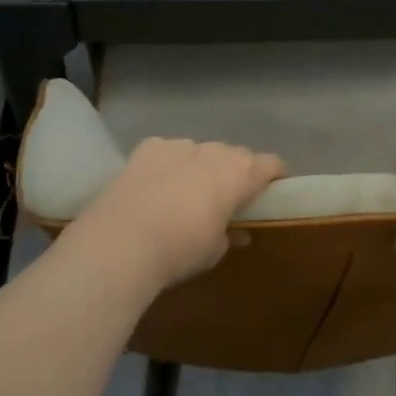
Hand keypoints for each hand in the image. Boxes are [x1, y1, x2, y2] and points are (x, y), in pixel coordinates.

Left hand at [69, 138, 285, 289]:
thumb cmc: (180, 250)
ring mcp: (180, 145)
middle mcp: (215, 151)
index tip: (271, 193)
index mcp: (241, 173)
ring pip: (200, 152)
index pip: (272, 164)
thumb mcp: (215, 250)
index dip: (275, 177)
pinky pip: (168, 151)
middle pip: (235, 155)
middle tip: (225, 200)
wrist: (120, 243)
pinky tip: (155, 186)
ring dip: (200, 167)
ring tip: (184, 194)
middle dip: (235, 173)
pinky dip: (168, 164)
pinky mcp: (148, 147)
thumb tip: (236, 232)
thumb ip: (231, 234)